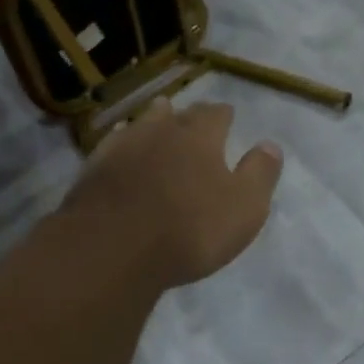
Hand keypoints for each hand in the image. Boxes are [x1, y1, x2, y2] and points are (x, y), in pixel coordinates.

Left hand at [58, 98, 282, 290]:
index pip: (216, 115)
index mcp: (200, 138)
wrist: (112, 248)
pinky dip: (122, 140)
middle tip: (195, 116)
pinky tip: (120, 144)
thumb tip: (270, 145)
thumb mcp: (244, 208)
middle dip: (189, 114)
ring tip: (159, 114)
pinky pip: (112, 143)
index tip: (228, 116)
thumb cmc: (190, 229)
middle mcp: (161, 131)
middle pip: (178, 114)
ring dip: (153, 119)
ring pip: (142, 123)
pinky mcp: (93, 168)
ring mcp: (122, 147)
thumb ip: (260, 174)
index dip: (224, 115)